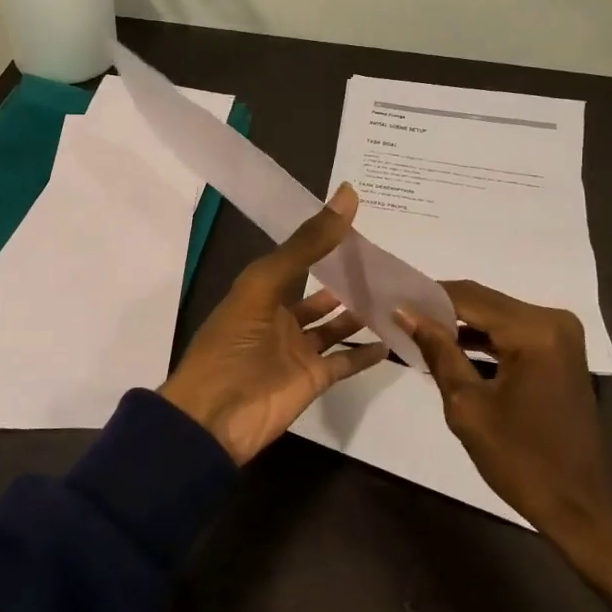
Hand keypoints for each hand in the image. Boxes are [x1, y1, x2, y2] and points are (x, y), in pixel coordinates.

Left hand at [160, 184, 389, 464]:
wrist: (215, 416)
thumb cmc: (232, 343)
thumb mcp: (264, 284)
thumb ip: (306, 244)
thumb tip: (347, 195)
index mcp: (262, 291)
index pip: (299, 259)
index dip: (325, 241)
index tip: (362, 223)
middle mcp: (281, 317)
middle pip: (321, 294)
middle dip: (348, 279)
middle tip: (388, 261)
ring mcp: (298, 350)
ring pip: (335, 326)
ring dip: (361, 313)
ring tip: (397, 294)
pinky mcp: (313, 380)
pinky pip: (345, 361)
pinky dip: (366, 353)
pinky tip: (393, 339)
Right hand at [397, 281, 611, 611]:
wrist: (579, 504)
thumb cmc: (520, 460)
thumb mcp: (467, 406)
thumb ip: (438, 351)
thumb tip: (405, 313)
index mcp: (534, 331)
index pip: (468, 297)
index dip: (426, 297)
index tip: (390, 301)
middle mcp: (552, 320)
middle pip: (483, 301)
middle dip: (440, 308)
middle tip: (399, 316)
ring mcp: (560, 334)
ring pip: (495, 315)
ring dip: (459, 323)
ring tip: (416, 330)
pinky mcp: (559, 350)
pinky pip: (511, 332)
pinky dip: (481, 338)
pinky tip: (449, 347)